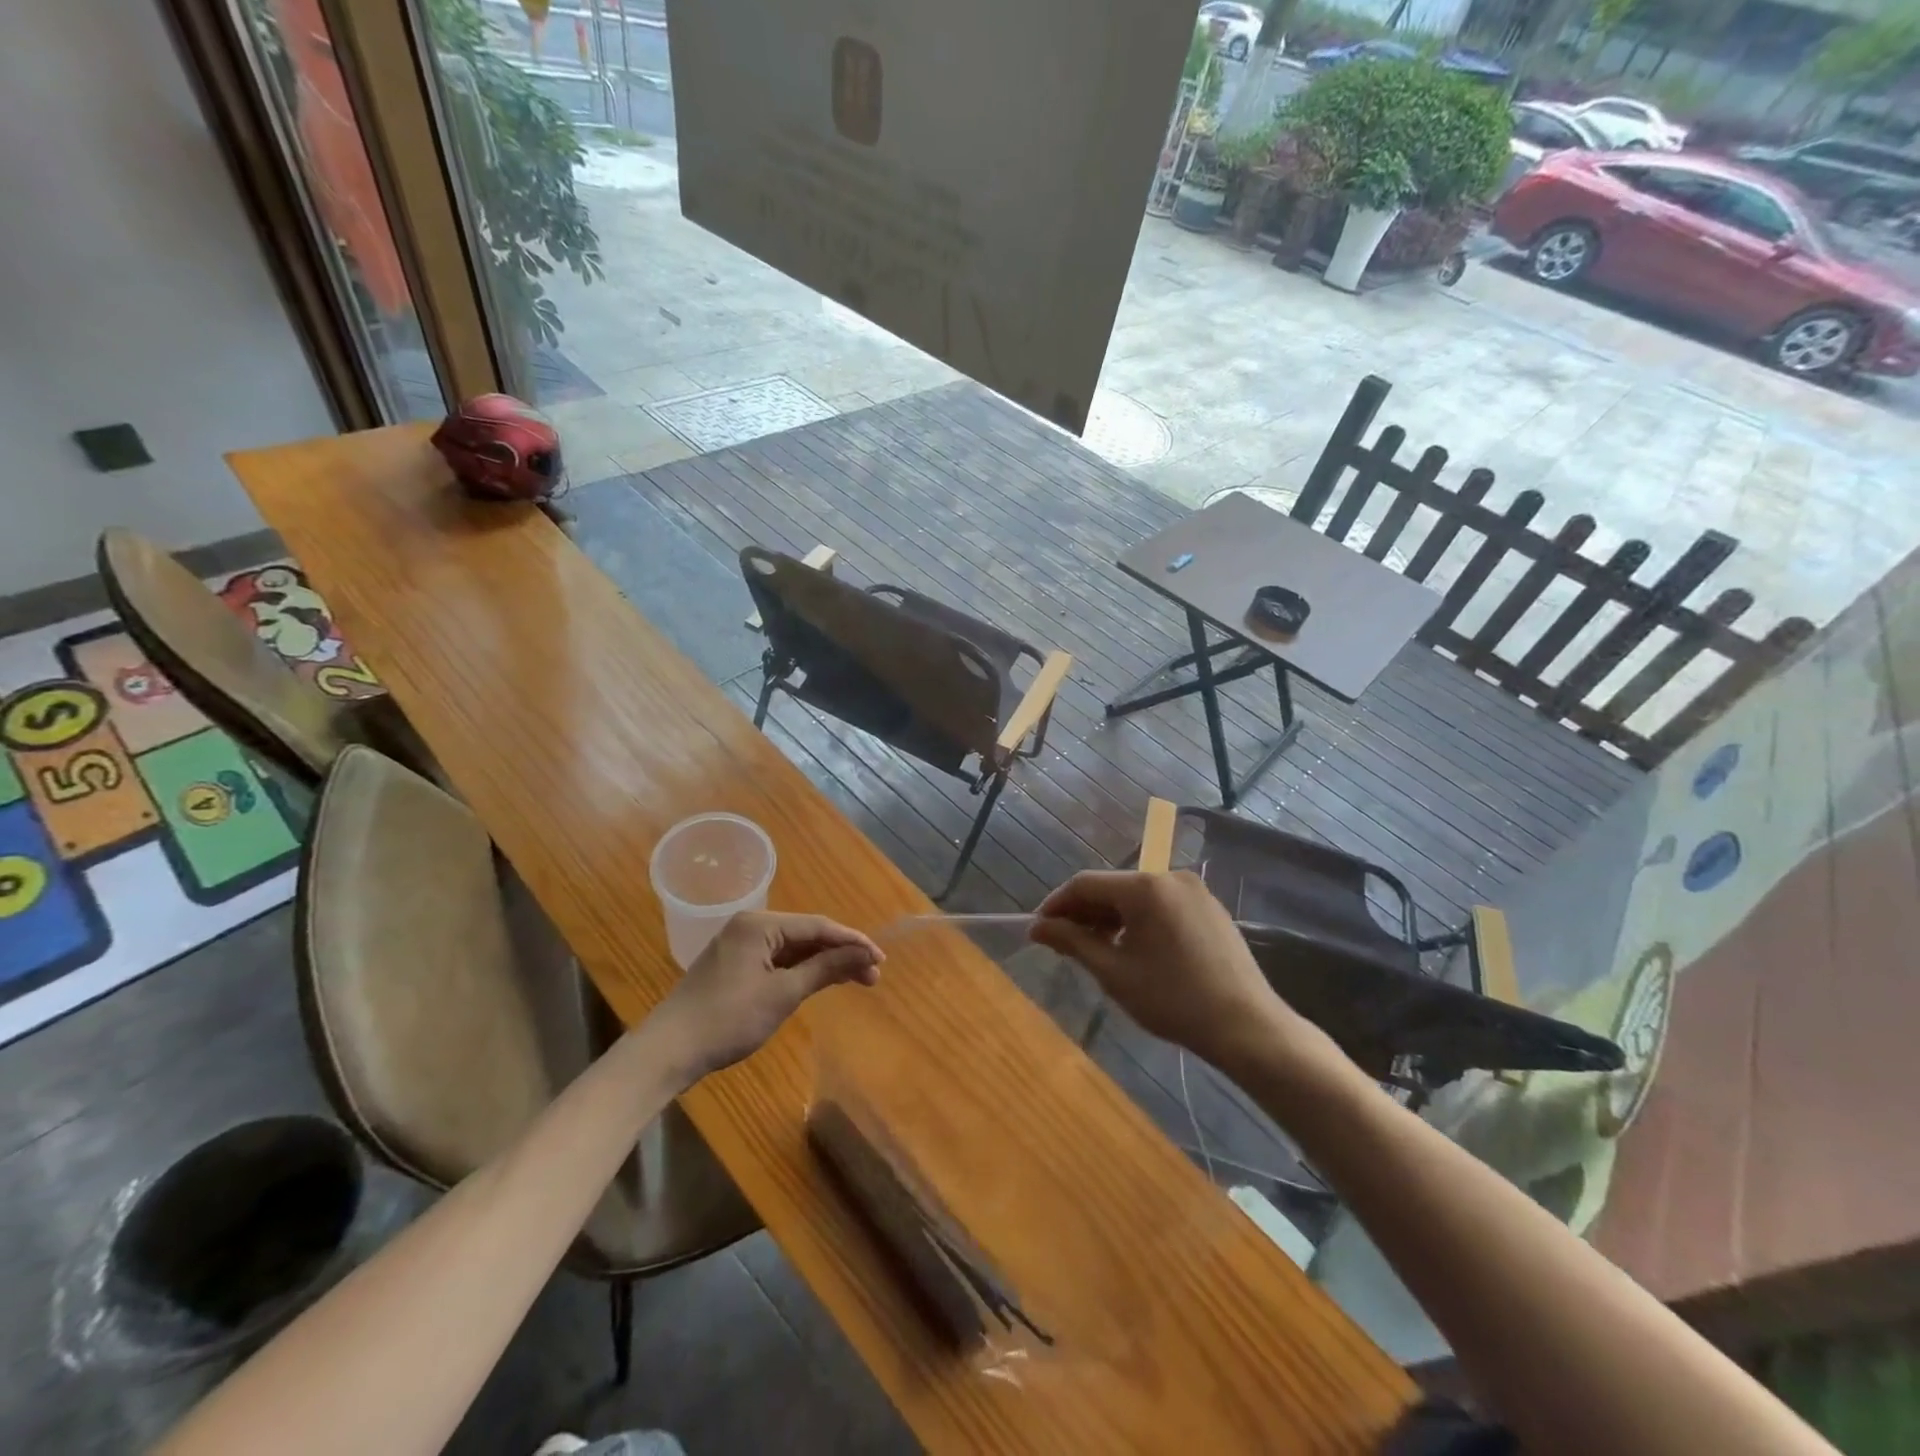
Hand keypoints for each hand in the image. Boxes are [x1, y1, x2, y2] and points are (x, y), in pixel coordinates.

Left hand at [656, 913, 881, 1082]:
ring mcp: (741, 944)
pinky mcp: (736, 964)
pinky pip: (778, 960)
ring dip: (824, 963)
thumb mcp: (783, 994)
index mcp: (759, 923)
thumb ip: (825, 969)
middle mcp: (750, 925)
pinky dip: (802, 971)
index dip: (852, 942)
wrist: (669, 1051)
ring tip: (857, 980)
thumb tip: (864, 955)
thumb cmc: (729, 1020)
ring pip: (794, 948)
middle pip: (807, 934)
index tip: (881, 959)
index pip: (818, 926)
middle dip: (841, 953)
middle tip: (873, 975)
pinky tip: (822, 981)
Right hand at [1032, 871, 1311, 1073]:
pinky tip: (1132, 949)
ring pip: (1137, 896)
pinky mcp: (1210, 908)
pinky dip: (1138, 920)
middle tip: (1062, 944)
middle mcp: (1169, 876)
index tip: (1038, 931)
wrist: (1246, 1026)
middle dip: (1083, 913)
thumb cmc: (1173, 998)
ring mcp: (1194, 890)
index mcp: (1144, 886)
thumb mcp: (1114, 972)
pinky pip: (1161, 905)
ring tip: (1094, 950)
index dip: (1056, 905)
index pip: (1085, 884)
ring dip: (1110, 918)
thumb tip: (1038, 927)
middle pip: (1112, 887)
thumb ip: (1073, 942)